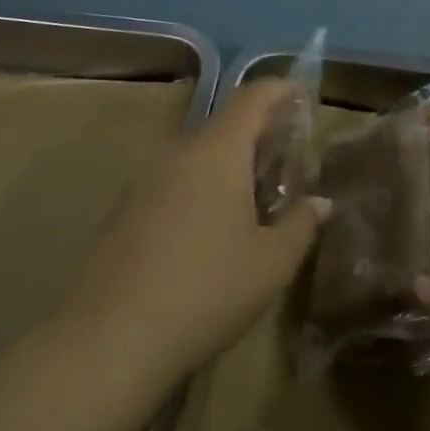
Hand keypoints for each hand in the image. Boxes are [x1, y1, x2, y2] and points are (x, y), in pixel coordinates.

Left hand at [64, 80, 329, 386]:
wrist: (108, 340)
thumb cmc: (206, 290)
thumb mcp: (272, 263)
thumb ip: (302, 224)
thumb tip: (321, 202)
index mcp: (218, 151)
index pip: (253, 97)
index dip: (281, 90)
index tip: (303, 95)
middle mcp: (179, 153)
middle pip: (225, 126)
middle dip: (260, 134)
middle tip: (288, 159)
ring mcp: (145, 181)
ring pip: (198, 156)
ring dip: (229, 165)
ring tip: (255, 198)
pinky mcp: (123, 211)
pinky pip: (174, 182)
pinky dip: (201, 188)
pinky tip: (211, 230)